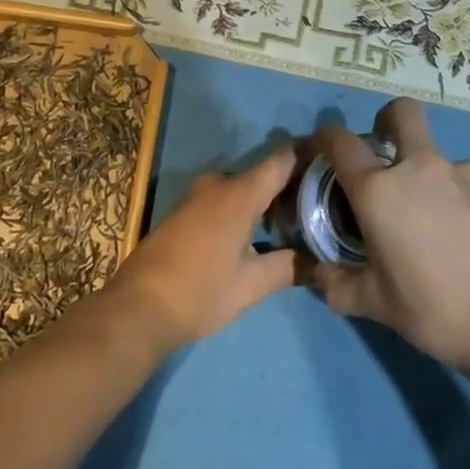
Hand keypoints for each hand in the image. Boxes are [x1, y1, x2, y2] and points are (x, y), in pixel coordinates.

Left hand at [105, 147, 298, 358]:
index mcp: (240, 192)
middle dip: (290, 189)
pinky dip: (244, 209)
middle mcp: (219, 183)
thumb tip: (317, 261)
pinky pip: (224, 198)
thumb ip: (289, 266)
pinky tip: (257, 235)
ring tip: (294, 225)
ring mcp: (197, 195)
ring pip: (243, 188)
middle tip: (318, 210)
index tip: (333, 169)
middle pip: (264, 174)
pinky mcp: (184, 210)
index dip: (309, 158)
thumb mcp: (251, 285)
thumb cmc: (199, 293)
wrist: (135, 310)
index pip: (283, 159)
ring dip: (266, 202)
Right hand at [306, 99, 469, 373]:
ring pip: (435, 155)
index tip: (322, 148)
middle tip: (386, 153)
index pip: (341, 142)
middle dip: (387, 120)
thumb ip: (339, 285)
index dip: (326, 138)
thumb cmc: (435, 310)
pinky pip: (463, 180)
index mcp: (380, 190)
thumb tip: (319, 275)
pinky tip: (466, 235)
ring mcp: (461, 171)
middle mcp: (419, 167)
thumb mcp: (376, 305)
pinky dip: (455, 196)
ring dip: (425, 174)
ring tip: (433, 222)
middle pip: (401, 113)